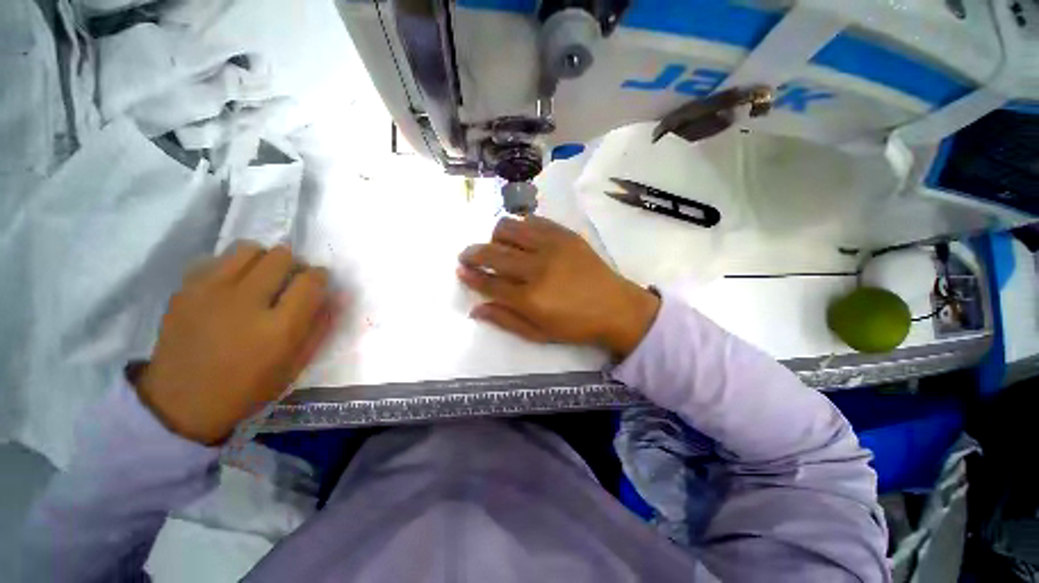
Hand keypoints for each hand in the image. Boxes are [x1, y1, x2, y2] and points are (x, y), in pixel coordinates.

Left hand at [136, 243, 338, 444]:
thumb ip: (321, 326)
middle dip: (293, 264)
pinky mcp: (184, 290)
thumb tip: (340, 294)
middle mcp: (246, 303)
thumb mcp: (296, 364)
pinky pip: (217, 259)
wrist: (181, 403)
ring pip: (248, 249)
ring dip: (263, 259)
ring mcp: (210, 293)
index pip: (311, 280)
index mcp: (279, 328)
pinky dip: (232, 266)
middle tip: (289, 280)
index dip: (320, 276)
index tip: (318, 281)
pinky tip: (231, 286)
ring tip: (260, 278)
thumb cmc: (249, 388)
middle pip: (281, 257)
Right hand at [457, 216, 659, 356]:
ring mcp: (552, 246)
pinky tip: (522, 238)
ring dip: (495, 236)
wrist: (616, 307)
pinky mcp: (565, 234)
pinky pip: (533, 220)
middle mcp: (536, 268)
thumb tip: (475, 309)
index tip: (460, 270)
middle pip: (493, 252)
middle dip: (473, 253)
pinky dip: (520, 227)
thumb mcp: (538, 333)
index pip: (489, 282)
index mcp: (530, 298)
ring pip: (509, 228)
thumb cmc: (576, 326)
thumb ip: (505, 320)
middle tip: (468, 256)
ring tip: (497, 246)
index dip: (471, 275)